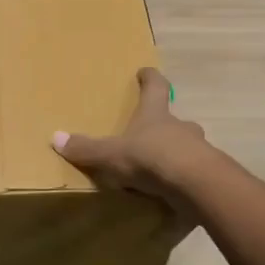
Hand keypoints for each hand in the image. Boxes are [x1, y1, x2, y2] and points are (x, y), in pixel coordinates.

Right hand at [53, 67, 208, 211]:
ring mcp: (198, 150)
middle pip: (175, 119)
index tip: (145, 71)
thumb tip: (55, 137)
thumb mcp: (111, 154)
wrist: (197, 185)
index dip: (150, 78)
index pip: (155, 87)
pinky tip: (173, 192)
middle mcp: (180, 127)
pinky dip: (183, 180)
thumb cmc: (151, 158)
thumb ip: (86, 148)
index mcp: (156, 115)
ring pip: (187, 146)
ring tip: (161, 167)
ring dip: (176, 153)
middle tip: (152, 132)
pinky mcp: (209, 176)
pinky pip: (193, 174)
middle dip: (165, 124)